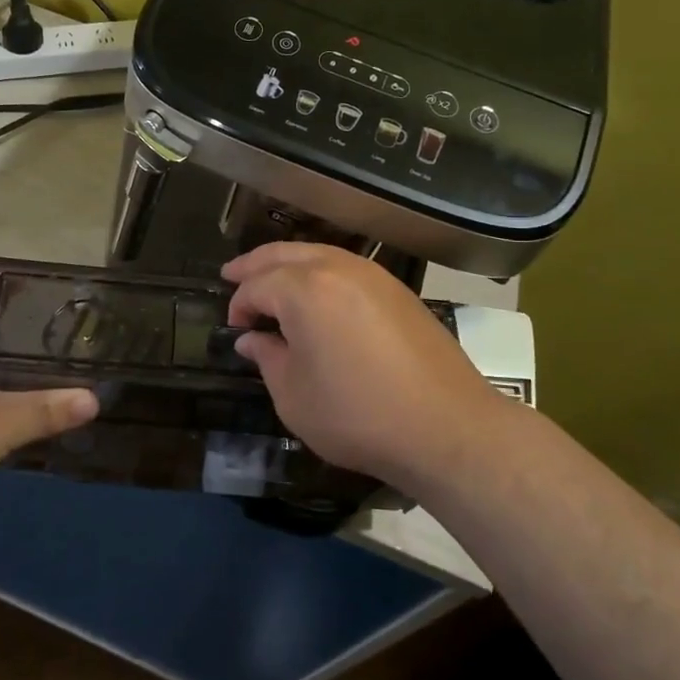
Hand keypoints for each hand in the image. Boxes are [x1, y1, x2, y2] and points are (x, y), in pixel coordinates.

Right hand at [222, 243, 500, 489]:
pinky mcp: (397, 289)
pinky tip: (317, 294)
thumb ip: (267, 358)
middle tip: (232, 274)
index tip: (234, 328)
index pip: (257, 285)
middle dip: (254, 265)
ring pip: (317, 253)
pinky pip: (345, 266)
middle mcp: (336, 268)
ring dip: (288, 263)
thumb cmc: (358, 415)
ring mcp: (372, 274)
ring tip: (271, 280)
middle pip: (284, 254)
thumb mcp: (295, 396)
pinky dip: (320, 271)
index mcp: (304, 290)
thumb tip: (253, 338)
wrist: (447, 426)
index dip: (239, 305)